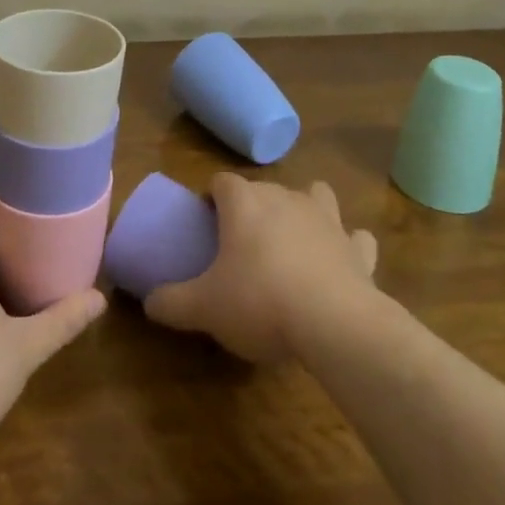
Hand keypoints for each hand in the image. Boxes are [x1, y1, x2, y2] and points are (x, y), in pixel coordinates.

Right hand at [145, 174, 376, 362]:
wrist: (334, 324)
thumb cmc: (259, 302)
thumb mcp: (204, 308)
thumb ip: (171, 302)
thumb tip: (148, 303)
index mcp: (244, 202)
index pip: (222, 181)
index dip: (212, 197)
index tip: (206, 222)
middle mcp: (285, 197)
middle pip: (265, 188)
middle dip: (254, 206)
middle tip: (241, 242)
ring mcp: (326, 219)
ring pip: (316, 195)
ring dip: (306, 209)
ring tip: (294, 237)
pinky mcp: (357, 248)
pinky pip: (355, 237)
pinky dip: (348, 246)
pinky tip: (341, 262)